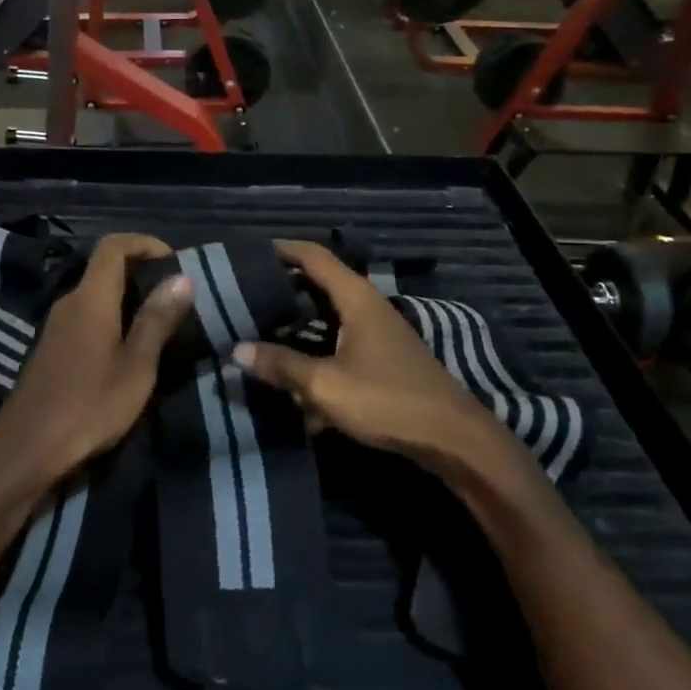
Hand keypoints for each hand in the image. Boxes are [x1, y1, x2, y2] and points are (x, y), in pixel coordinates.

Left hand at [0, 234, 192, 490]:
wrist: (28, 447)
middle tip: (175, 295)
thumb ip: (157, 320)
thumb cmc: (89, 405)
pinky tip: (129, 346)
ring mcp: (56, 324)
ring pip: (96, 293)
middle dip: (141, 272)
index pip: (113, 246)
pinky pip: (86, 315)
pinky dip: (112, 316)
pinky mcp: (52, 346)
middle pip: (104, 268)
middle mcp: (70, 301)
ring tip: (159, 321)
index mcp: (91, 298)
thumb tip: (183, 278)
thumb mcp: (136, 366)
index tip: (173, 260)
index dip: (144, 243)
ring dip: (127, 297)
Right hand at [233, 241, 538, 486]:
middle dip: (283, 291)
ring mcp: (378, 334)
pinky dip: (317, 357)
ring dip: (298, 328)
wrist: (453, 440)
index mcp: (356, 299)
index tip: (248, 253)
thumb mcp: (325, 385)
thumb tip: (237, 350)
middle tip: (244, 297)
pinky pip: (339, 347)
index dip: (281, 249)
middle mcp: (368, 308)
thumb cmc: (387, 400)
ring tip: (261, 335)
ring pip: (328, 320)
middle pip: (319, 286)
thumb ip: (281, 365)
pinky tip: (296, 388)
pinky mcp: (383, 361)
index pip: (314, 257)